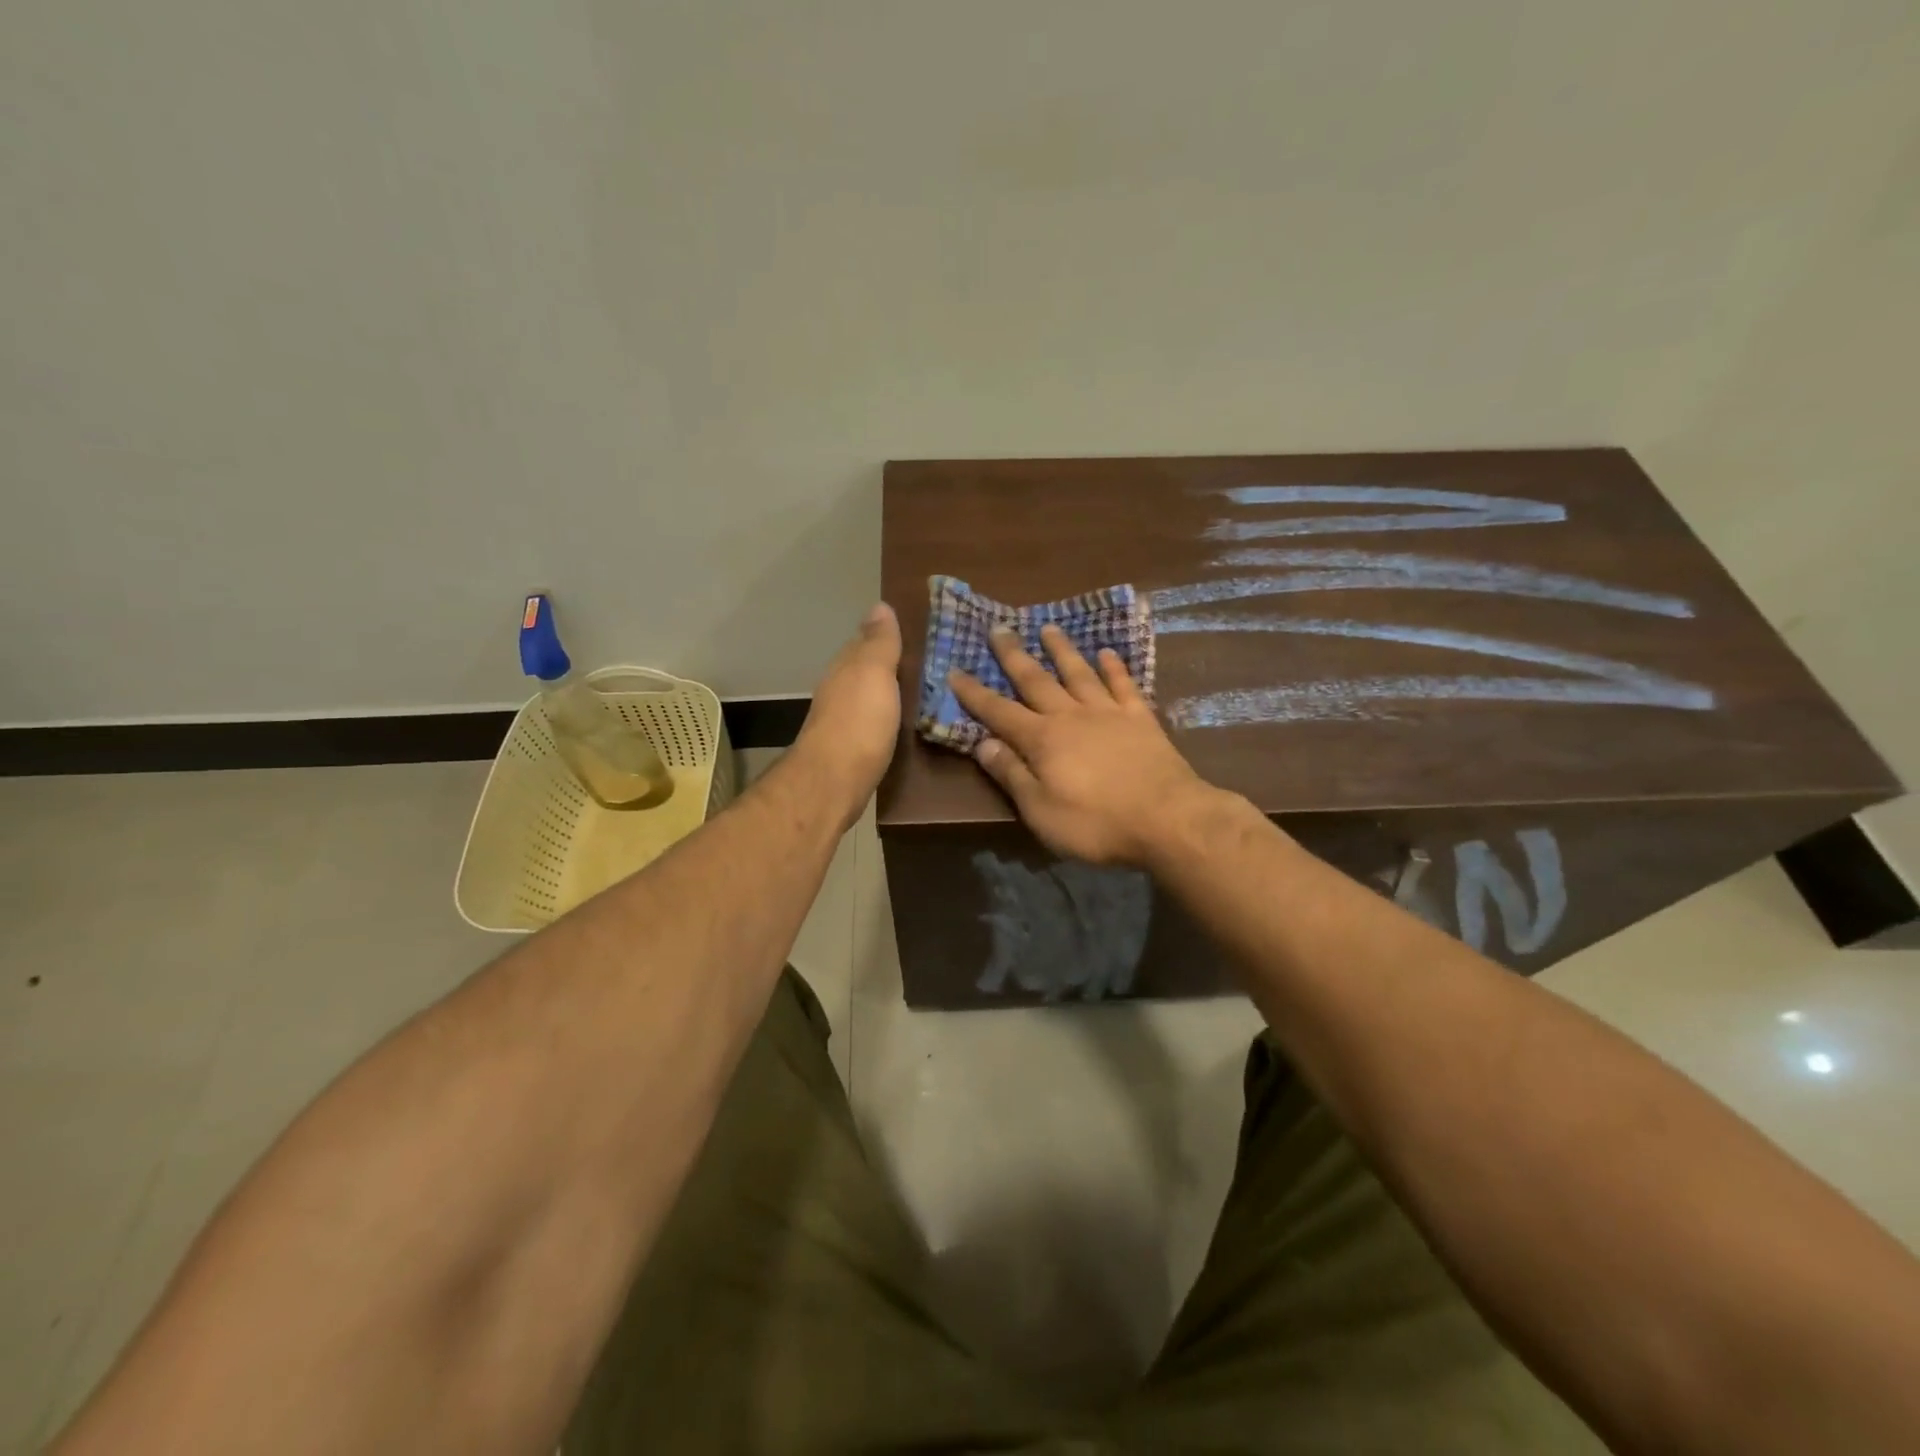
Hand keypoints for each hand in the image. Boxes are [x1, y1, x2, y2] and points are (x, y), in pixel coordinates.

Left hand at [792, 602, 902, 826]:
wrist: (834, 782)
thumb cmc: (858, 722)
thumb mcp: (873, 673)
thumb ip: (879, 643)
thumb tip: (879, 605)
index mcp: (846, 668)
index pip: (865, 642)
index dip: (886, 636)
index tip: (915, 633)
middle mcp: (839, 690)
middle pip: (865, 671)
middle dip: (888, 665)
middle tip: (926, 663)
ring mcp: (843, 722)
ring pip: (868, 697)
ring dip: (888, 693)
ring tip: (920, 692)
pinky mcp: (852, 750)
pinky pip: (873, 723)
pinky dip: (886, 718)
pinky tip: (901, 723)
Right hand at [948, 624, 1211, 866]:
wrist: (1167, 819)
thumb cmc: (1096, 823)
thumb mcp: (1041, 811)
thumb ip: (1012, 775)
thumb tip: (983, 744)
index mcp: (1042, 740)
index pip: (999, 712)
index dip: (975, 693)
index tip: (955, 670)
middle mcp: (1071, 716)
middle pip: (1036, 680)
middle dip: (1014, 656)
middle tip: (999, 628)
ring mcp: (1108, 713)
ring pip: (1079, 673)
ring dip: (1062, 650)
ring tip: (1049, 628)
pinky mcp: (1141, 718)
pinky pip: (1123, 684)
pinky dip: (1113, 667)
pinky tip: (1106, 652)